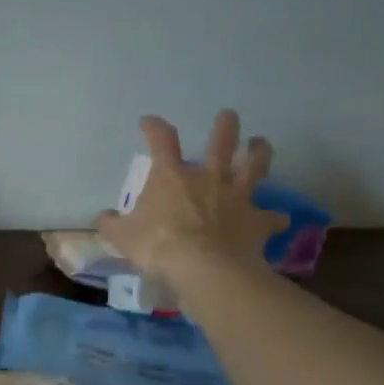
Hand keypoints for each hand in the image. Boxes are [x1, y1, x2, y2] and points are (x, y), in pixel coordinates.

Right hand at [95, 110, 285, 285]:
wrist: (204, 268)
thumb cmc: (159, 246)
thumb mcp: (123, 237)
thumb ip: (113, 224)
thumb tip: (104, 217)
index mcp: (172, 176)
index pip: (161, 140)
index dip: (155, 128)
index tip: (149, 122)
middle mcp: (208, 178)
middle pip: (221, 143)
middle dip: (225, 127)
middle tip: (229, 116)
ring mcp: (237, 197)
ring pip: (254, 167)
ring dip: (259, 153)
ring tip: (261, 143)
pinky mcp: (257, 221)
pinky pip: (271, 217)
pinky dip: (275, 218)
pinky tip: (280, 220)